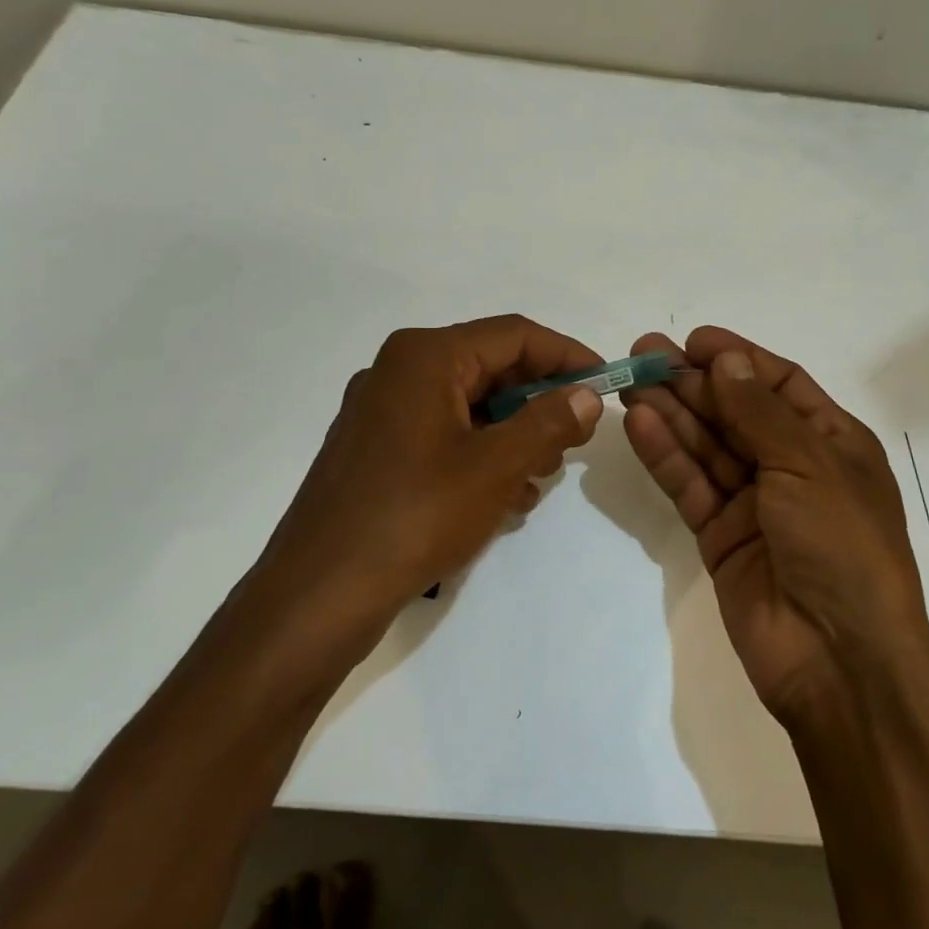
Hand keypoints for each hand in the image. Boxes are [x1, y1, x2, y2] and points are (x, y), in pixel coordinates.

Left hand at [251, 315, 604, 666]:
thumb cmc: (415, 515)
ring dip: (513, 433)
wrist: (321, 592)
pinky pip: (443, 435)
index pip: (514, 335)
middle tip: (576, 438)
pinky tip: (504, 498)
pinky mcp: (375, 450)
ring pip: (468, 406)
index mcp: (425, 357)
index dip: (567, 356)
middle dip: (539, 401)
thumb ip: (549, 422)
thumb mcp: (496, 466)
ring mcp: (381, 412)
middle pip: (489, 368)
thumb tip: (587, 395)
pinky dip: (480, 455)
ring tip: (540, 476)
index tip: (606, 384)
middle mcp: (399, 371)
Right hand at [621, 326, 928, 724]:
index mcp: (831, 443)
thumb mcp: (809, 465)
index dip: (738, 359)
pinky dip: (667, 456)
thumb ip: (759, 412)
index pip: (778, 385)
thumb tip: (727, 359)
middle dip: (693, 383)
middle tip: (642, 354)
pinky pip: (691, 486)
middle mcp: (791, 467)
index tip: (693, 341)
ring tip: (631, 382)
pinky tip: (640, 425)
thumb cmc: (842, 546)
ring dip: (672, 413)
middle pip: (734, 412)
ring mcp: (754, 504)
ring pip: (706, 447)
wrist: (839, 659)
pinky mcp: (720, 537)